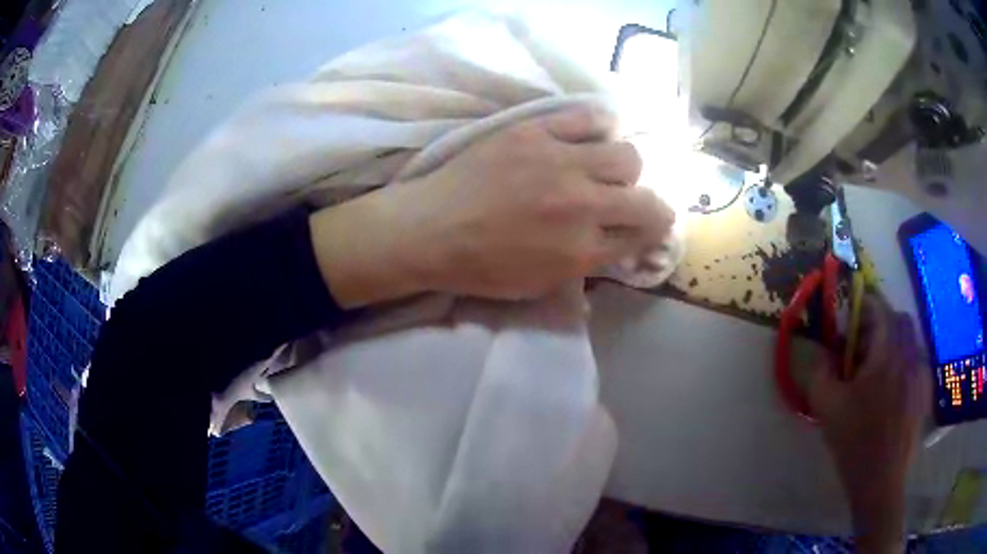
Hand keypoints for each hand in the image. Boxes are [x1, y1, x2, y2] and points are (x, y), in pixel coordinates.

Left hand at [310, 104, 674, 307]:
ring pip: (626, 155)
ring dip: (624, 168)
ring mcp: (560, 163)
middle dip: (648, 205)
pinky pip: (588, 118)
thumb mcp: (537, 286)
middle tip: (629, 203)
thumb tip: (616, 254)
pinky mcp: (535, 131)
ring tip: (604, 170)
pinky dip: (598, 128)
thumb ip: (584, 270)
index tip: (645, 228)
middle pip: (647, 198)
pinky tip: (590, 137)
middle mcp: (582, 206)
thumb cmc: (478, 266)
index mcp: (581, 252)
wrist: (427, 230)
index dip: (650, 233)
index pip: (643, 236)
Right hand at [809, 295, 930, 553]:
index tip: (854, 311)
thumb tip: (822, 352)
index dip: (867, 304)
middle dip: (883, 322)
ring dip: (894, 341)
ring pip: (911, 340)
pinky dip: (904, 361)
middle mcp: (908, 356)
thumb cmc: (854, 442)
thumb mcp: (827, 408)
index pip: (882, 310)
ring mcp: (919, 374)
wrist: (880, 480)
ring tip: (878, 368)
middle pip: (900, 320)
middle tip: (865, 343)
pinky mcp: (923, 392)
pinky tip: (892, 386)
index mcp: (886, 355)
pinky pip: (917, 361)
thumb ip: (820, 373)